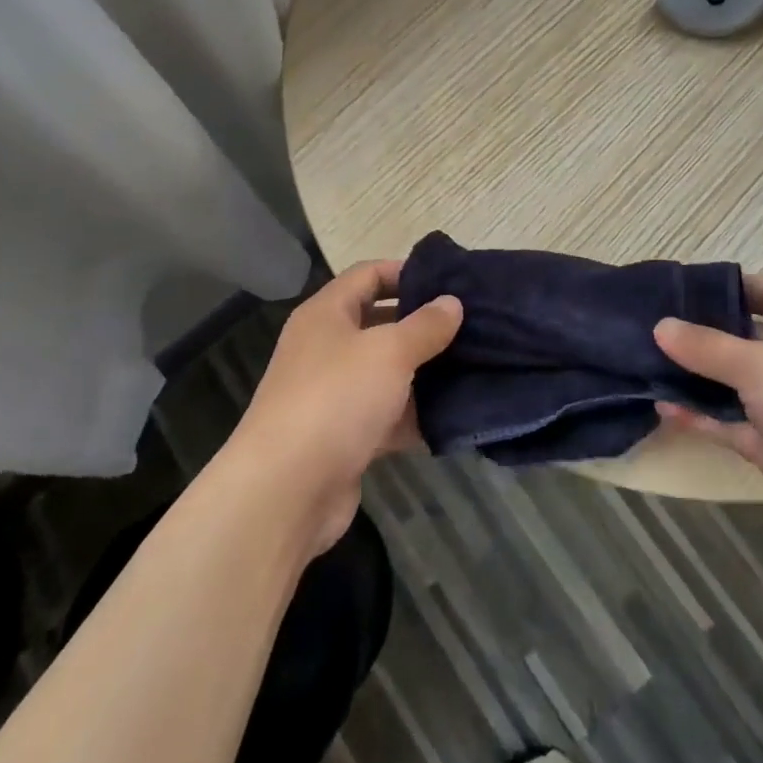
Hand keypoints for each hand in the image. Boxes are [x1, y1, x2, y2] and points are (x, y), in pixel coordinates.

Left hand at [228, 261, 461, 555]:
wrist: (286, 490)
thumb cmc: (336, 398)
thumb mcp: (389, 351)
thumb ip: (425, 325)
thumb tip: (452, 302)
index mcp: (326, 314)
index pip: (368, 275)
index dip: (406, 272)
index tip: (450, 281)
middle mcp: (326, 348)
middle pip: (379, 324)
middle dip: (423, 325)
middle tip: (472, 325)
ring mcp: (333, 395)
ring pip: (387, 373)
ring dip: (425, 373)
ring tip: (475, 366)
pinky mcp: (344, 437)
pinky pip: (386, 416)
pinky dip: (415, 416)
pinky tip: (454, 416)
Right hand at [653, 276, 762, 573]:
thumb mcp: (762, 366)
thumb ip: (707, 346)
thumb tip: (660, 326)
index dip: (739, 285)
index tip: (690, 286)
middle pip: (753, 338)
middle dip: (708, 331)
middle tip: (658, 322)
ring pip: (738, 383)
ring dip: (700, 375)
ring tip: (650, 361)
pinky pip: (732, 424)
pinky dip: (702, 416)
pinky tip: (664, 407)